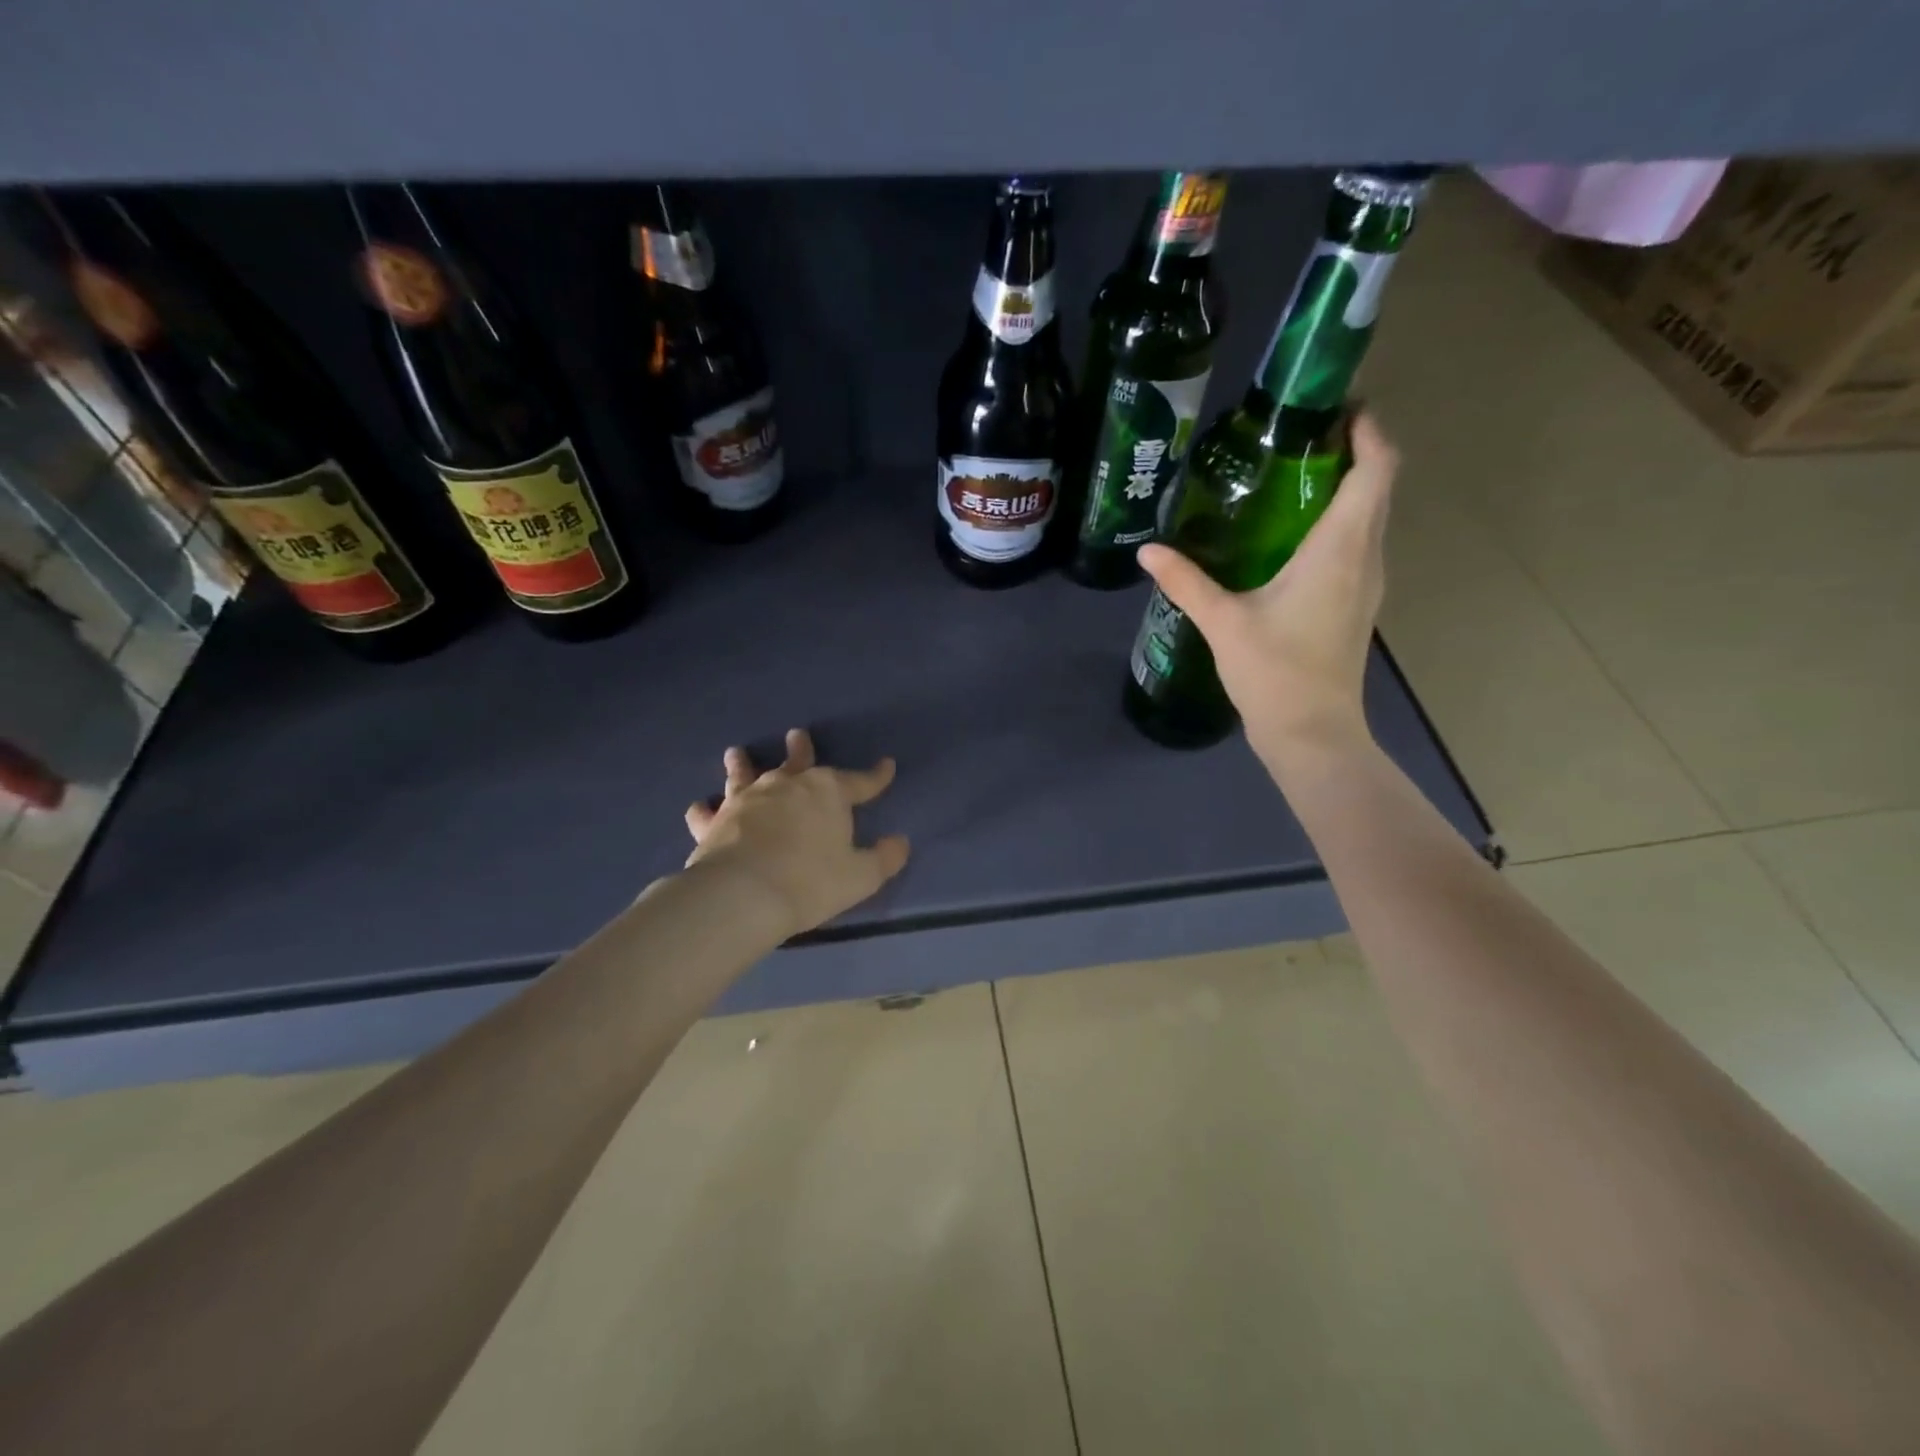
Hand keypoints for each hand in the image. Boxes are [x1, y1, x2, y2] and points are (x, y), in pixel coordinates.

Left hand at [684, 728, 909, 937]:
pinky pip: (707, 812)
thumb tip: (900, 842)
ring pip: (745, 775)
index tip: (887, 766)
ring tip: (737, 753)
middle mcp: (786, 786)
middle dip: (801, 750)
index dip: (876, 776)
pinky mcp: (715, 822)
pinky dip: (705, 810)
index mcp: (827, 792)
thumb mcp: (861, 876)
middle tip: (797, 736)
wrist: (743, 895)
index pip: (860, 781)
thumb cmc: (811, 882)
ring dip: (743, 765)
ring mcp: (746, 800)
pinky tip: (700, 807)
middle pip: (797, 762)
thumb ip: (884, 858)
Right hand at [1138, 411, 1397, 778]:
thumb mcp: (1223, 622)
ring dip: (1349, 487)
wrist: (1312, 732)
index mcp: (1340, 549)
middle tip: (1302, 435)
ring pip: (1371, 516)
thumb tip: (1147, 552)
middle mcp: (1366, 557)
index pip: (1376, 469)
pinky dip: (1341, 521)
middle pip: (1379, 486)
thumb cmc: (1275, 672)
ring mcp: (1368, 583)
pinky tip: (1296, 533)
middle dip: (1354, 451)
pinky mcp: (1358, 603)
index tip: (1336, 407)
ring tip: (1297, 474)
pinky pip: (1360, 543)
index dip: (1367, 431)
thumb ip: (1186, 581)